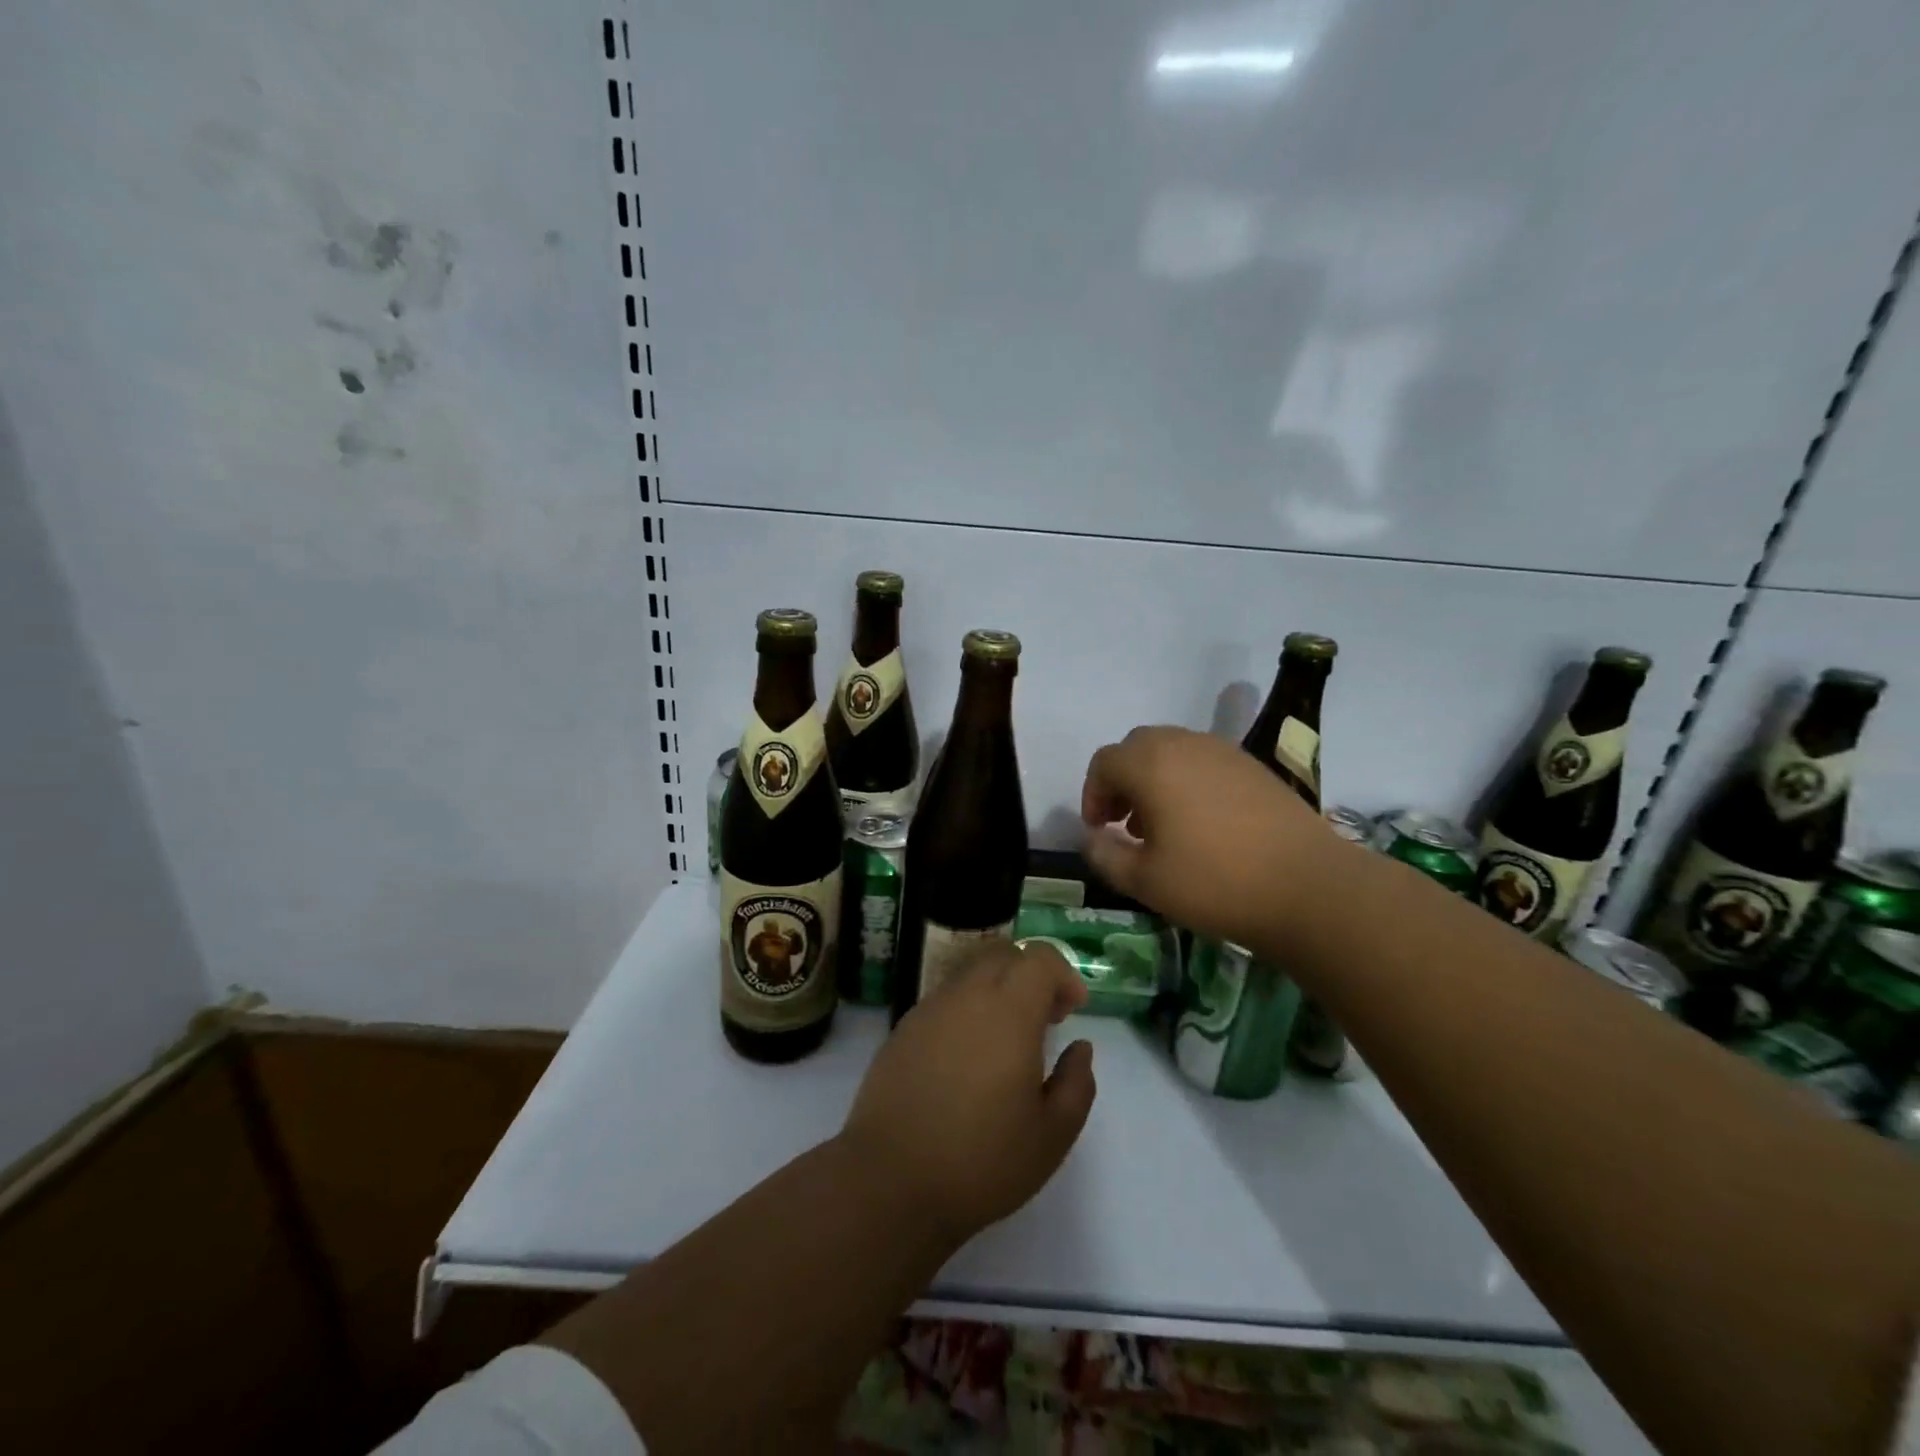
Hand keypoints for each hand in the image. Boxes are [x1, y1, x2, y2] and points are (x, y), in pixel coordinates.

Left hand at [839, 941, 1095, 1244]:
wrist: (890, 1181)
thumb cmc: (982, 1160)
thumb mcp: (1052, 1135)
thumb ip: (1076, 1083)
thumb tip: (1079, 1047)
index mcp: (1008, 1011)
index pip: (1040, 958)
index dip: (1063, 974)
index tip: (1073, 1010)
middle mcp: (967, 996)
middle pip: (1003, 954)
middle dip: (1031, 974)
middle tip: (1045, 1018)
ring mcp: (929, 1009)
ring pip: (971, 974)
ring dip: (997, 990)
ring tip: (1006, 1041)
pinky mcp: (903, 1029)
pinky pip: (944, 999)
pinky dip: (967, 1010)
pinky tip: (968, 1058)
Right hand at [1080, 725, 1337, 950]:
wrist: (1309, 887)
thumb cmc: (1215, 882)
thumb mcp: (1144, 880)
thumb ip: (1104, 855)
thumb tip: (1091, 838)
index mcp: (1151, 764)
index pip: (1104, 762)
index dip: (1092, 794)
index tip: (1099, 829)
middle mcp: (1184, 744)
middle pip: (1136, 748)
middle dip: (1122, 782)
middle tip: (1125, 824)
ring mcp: (1224, 752)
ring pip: (1172, 752)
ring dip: (1155, 780)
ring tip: (1162, 827)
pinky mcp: (1253, 766)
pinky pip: (1204, 762)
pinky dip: (1188, 782)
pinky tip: (1202, 824)